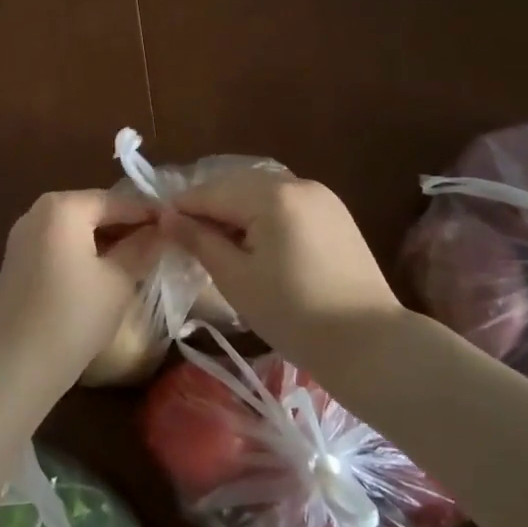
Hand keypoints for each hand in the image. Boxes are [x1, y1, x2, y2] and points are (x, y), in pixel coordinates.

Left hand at [0, 189, 161, 393]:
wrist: (12, 366)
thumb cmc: (72, 317)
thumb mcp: (118, 281)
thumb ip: (143, 248)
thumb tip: (164, 229)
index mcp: (62, 207)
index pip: (117, 200)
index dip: (149, 213)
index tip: (179, 226)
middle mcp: (38, 211)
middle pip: (94, 211)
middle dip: (127, 226)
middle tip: (163, 244)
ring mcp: (23, 237)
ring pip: (77, 230)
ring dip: (107, 242)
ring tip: (141, 260)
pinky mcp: (18, 262)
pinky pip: (60, 246)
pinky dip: (85, 253)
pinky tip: (107, 274)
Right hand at [162, 169, 404, 346]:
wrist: (369, 343)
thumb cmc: (293, 313)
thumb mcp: (235, 278)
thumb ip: (199, 240)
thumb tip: (166, 217)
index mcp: (271, 195)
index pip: (211, 193)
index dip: (182, 208)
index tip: (159, 226)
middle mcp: (297, 183)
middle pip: (237, 186)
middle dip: (209, 208)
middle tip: (186, 239)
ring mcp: (321, 197)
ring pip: (261, 193)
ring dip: (236, 212)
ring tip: (219, 245)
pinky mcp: (335, 214)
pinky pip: (286, 204)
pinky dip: (263, 216)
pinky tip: (256, 245)